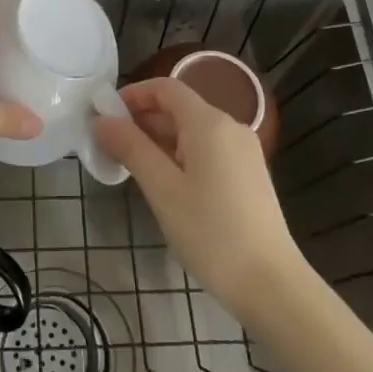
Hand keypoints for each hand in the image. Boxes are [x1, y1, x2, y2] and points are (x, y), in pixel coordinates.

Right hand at [91, 77, 307, 319]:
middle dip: (142, 120)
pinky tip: (164, 182)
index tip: (105, 115)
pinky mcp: (248, 175)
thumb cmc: (211, 232)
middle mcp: (230, 128)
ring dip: (159, 139)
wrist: (271, 284)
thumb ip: (131, 148)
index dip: (133, 94)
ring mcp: (244, 152)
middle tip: (110, 145)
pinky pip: (207, 150)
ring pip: (193, 131)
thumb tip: (102, 120)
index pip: (166, 88)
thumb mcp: (162, 189)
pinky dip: (180, 155)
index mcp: (209, 123)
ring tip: (130, 166)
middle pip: (180, 108)